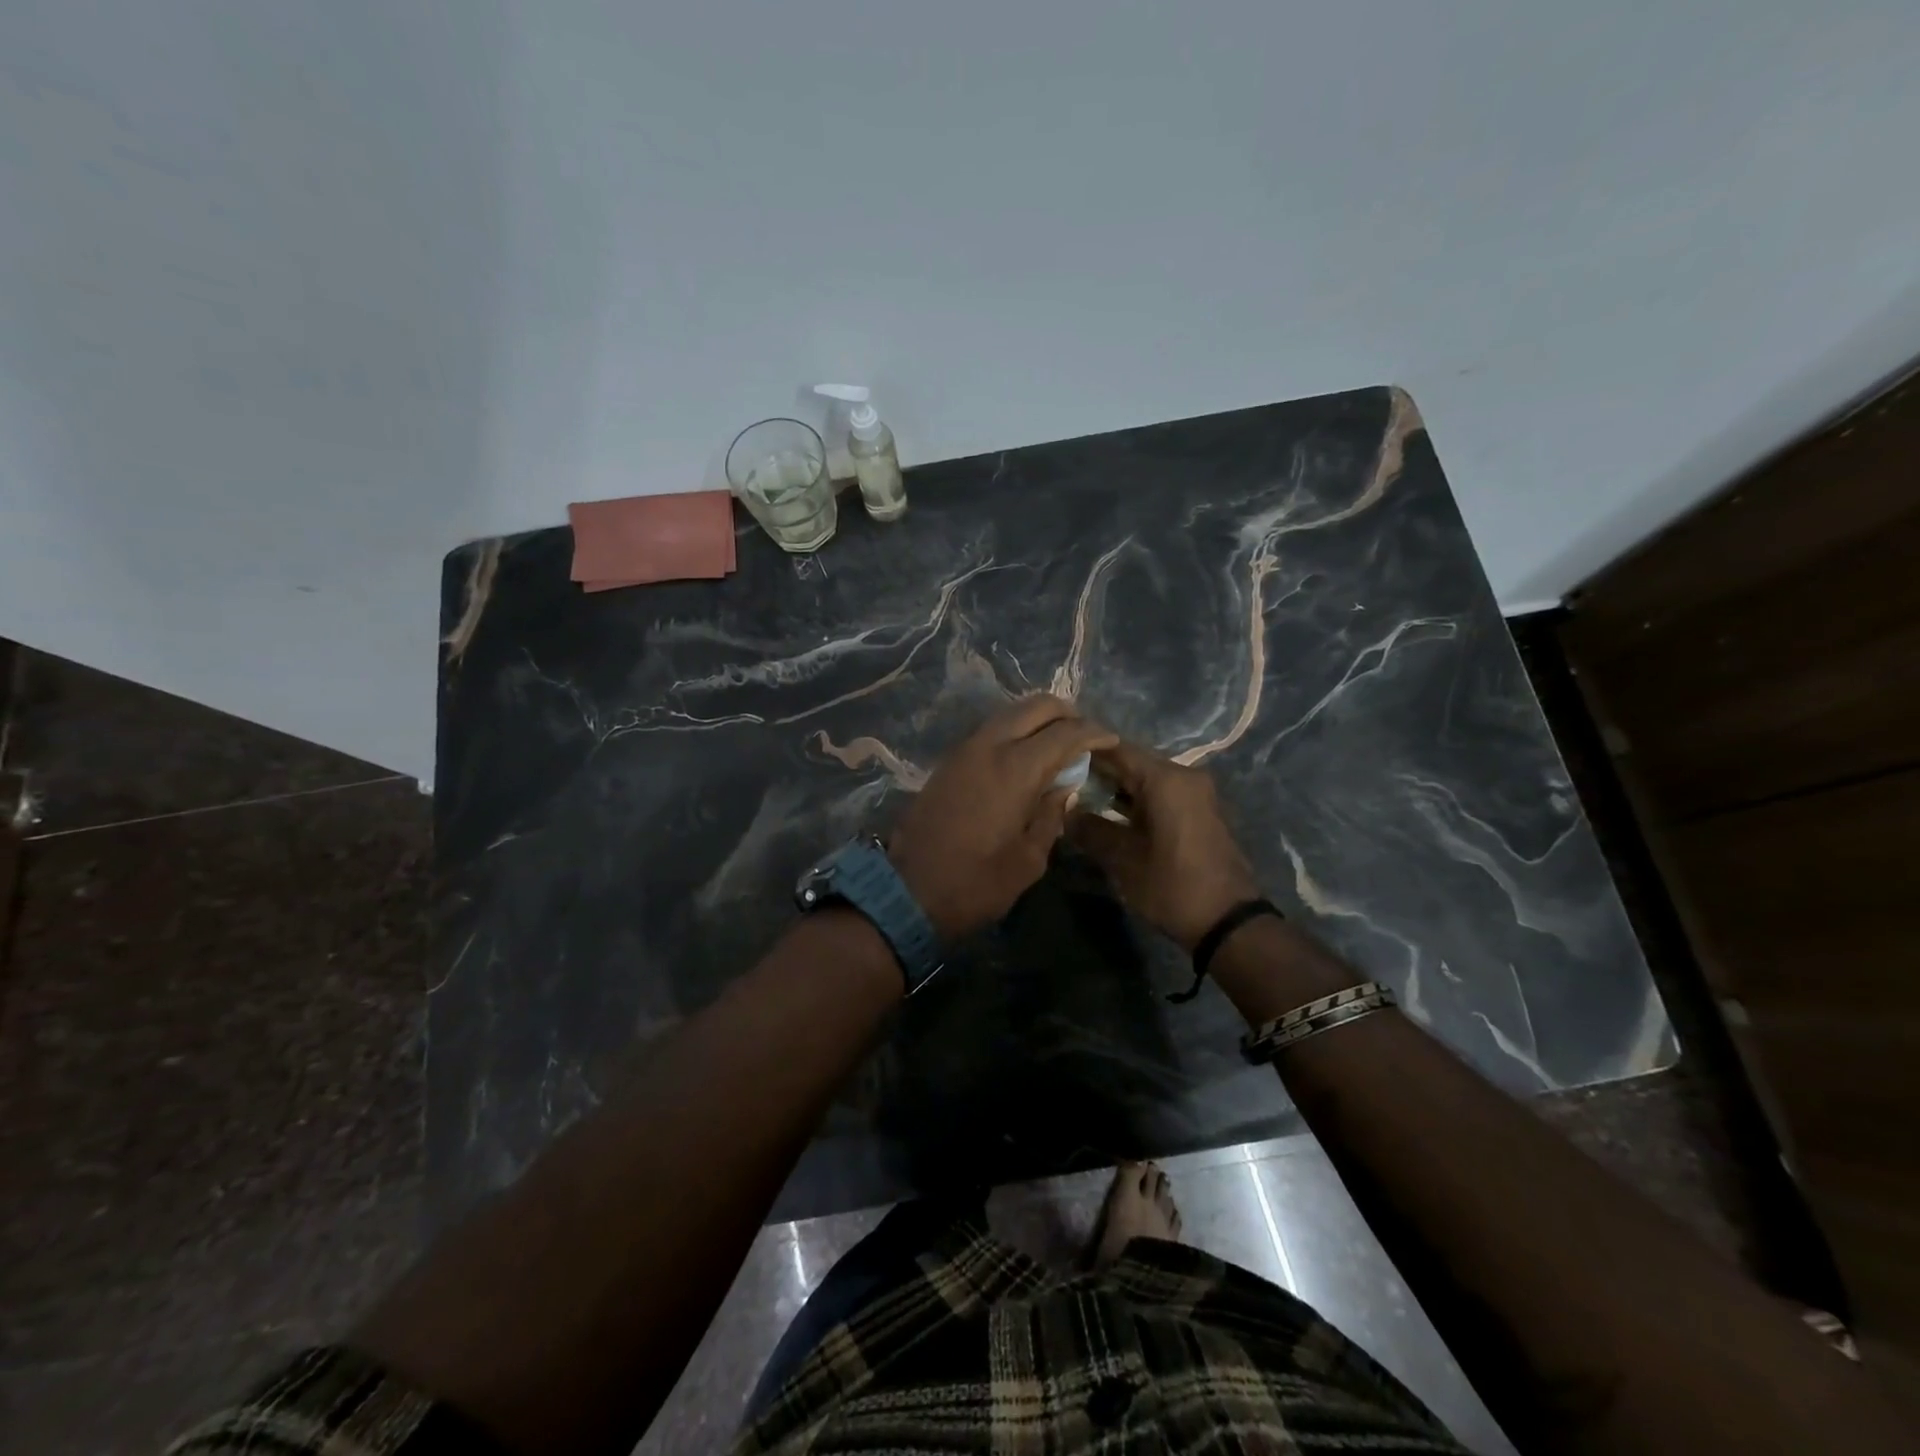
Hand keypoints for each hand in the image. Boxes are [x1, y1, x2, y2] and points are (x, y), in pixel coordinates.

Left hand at [888, 695, 1117, 938]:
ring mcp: (964, 750)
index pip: (1064, 733)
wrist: (907, 891)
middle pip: (1035, 706)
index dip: (1093, 732)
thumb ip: (1051, 815)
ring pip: (1009, 713)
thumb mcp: (1028, 859)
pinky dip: (1014, 731)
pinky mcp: (948, 761)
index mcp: (1015, 768)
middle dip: (1066, 713)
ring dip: (1038, 719)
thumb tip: (1065, 788)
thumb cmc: (976, 883)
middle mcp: (989, 746)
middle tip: (1085, 735)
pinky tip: (1026, 756)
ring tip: (1059, 744)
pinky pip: (990, 730)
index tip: (1111, 739)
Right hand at [1067, 740, 1260, 951]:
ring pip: (1144, 778)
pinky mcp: (1198, 811)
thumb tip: (1064, 810)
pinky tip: (1107, 814)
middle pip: (1130, 761)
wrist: (1229, 923)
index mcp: (1165, 779)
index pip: (1115, 748)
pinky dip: (1133, 799)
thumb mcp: (1123, 860)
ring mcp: (1194, 793)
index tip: (1053, 761)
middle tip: (1060, 782)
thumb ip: (1090, 829)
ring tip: (1077, 798)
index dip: (1082, 751)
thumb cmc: (1173, 886)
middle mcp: (1183, 776)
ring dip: (1114, 787)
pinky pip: (1158, 793)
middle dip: (1096, 771)